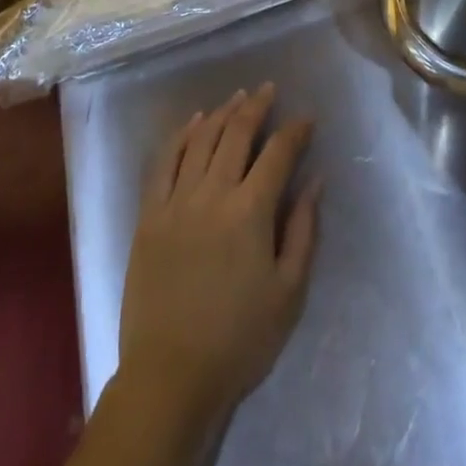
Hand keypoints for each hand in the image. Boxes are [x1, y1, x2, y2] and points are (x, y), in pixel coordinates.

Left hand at [116, 85, 320, 433]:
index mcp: (251, 212)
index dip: (295, 131)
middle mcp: (213, 193)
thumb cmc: (239, 340)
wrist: (170, 376)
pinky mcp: (150, 214)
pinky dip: (182, 135)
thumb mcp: (288, 293)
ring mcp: (177, 200)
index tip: (306, 118)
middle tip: (269, 89)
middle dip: (257, 107)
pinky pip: (165, 161)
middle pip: (237, 134)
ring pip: (201, 139)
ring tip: (238, 97)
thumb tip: (315, 181)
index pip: (278, 154)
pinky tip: (194, 121)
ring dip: (223, 113)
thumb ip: (303, 230)